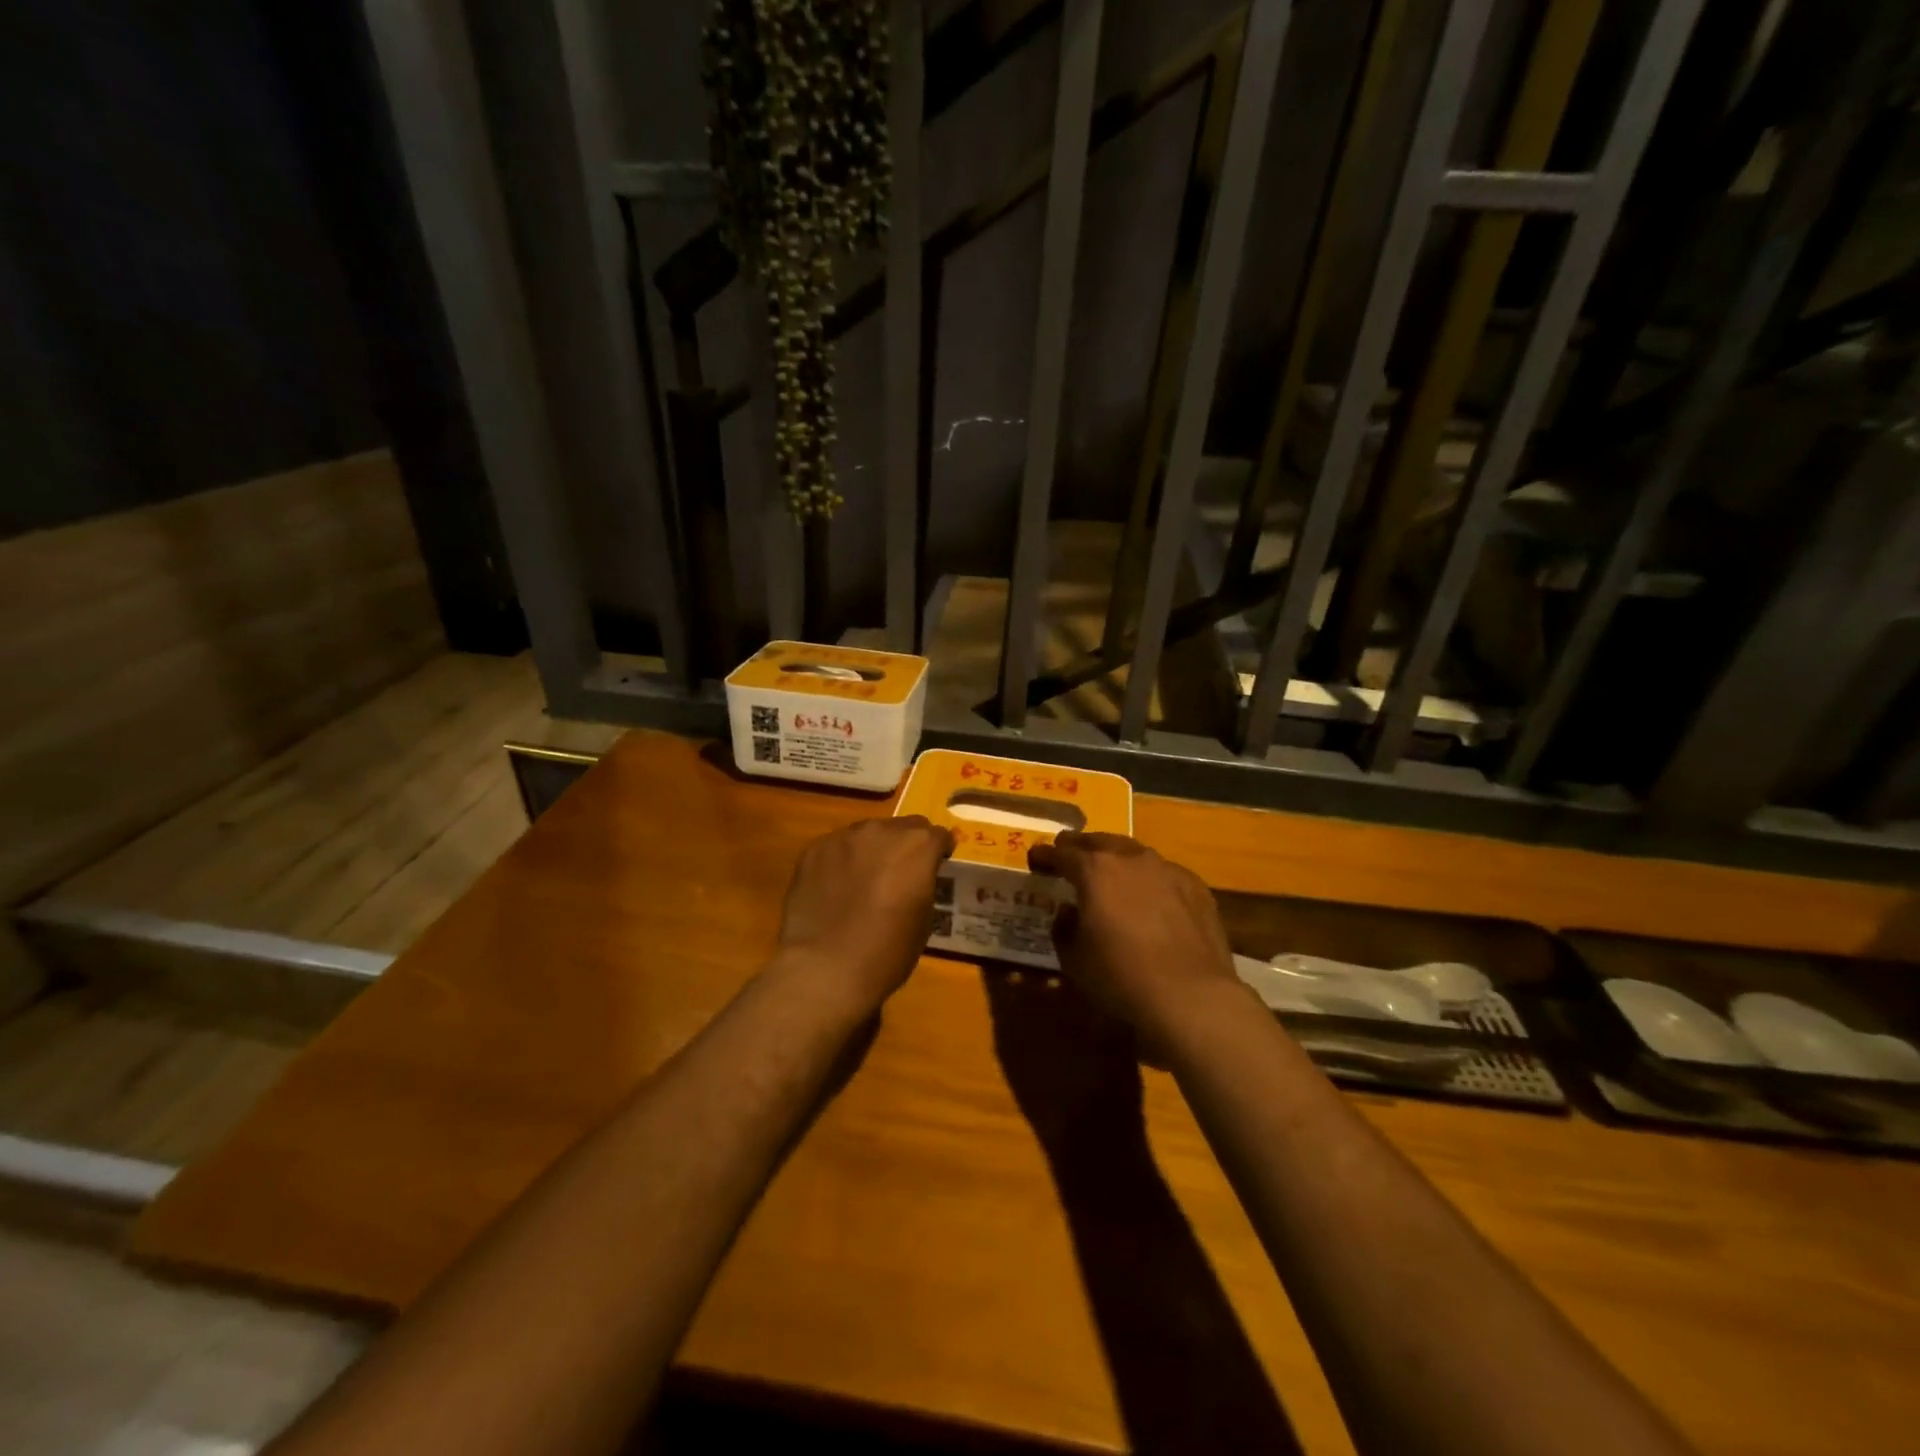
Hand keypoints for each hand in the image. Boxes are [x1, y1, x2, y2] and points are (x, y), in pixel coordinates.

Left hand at [773, 816, 954, 1014]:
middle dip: (906, 847)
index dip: (939, 853)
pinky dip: (842, 861)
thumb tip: (914, 878)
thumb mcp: (924, 920)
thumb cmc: (886, 952)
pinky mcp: (814, 849)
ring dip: (873, 851)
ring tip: (863, 882)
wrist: (825, 969)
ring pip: (868, 834)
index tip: (935, 868)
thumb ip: (923, 884)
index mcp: (917, 846)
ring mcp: (844, 837)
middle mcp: (882, 830)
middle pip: (903, 828)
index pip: (938, 835)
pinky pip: (837, 847)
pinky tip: (835, 889)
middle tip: (899, 876)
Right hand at [1026, 833, 1239, 1050]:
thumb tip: (1068, 911)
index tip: (1035, 858)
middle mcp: (1131, 860)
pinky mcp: (1195, 887)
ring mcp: (1167, 870)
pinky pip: (1164, 874)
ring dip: (1117, 858)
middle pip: (1099, 842)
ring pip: (1135, 853)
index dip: (1045, 855)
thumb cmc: (1120, 978)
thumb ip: (1064, 928)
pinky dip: (1150, 879)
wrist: (1190, 997)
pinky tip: (1151, 896)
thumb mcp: (1073, 959)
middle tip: (1069, 853)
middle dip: (1080, 846)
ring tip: (1110, 871)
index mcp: (1095, 871)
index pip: (1062, 854)